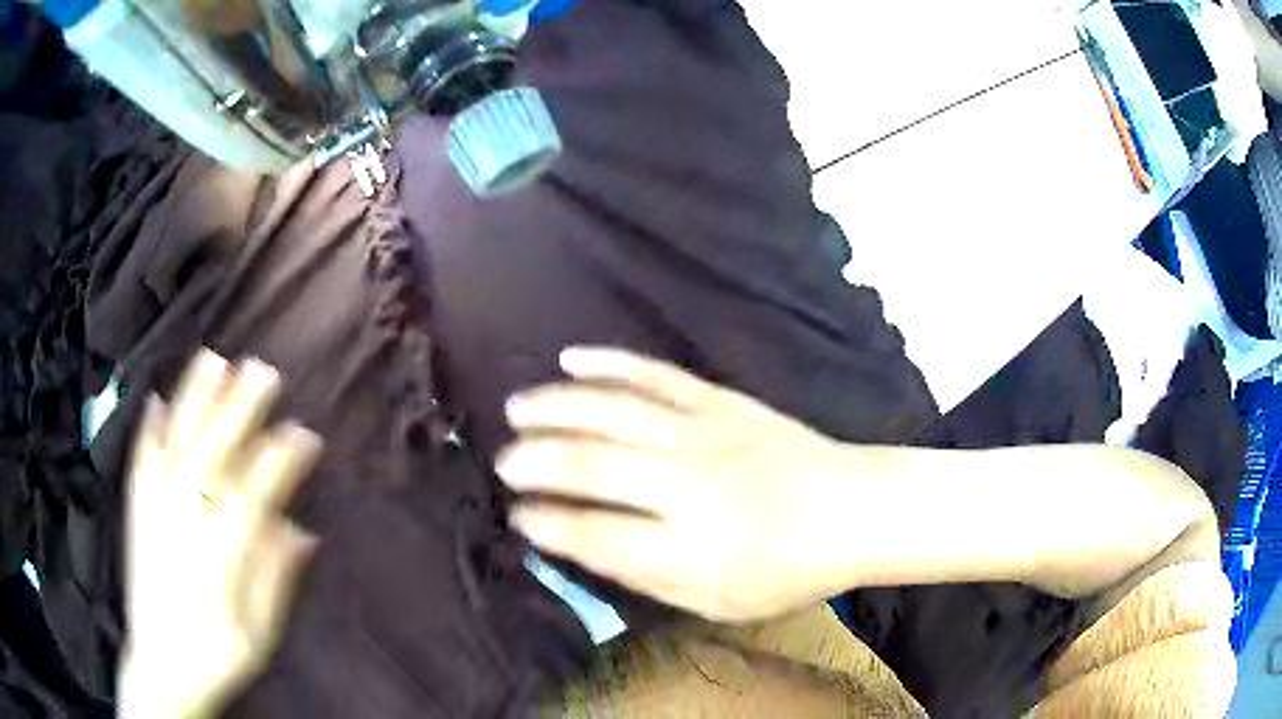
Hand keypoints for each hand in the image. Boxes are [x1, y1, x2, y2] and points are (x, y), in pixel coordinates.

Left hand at [122, 350, 321, 717]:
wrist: (161, 668)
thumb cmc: (217, 657)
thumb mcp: (258, 634)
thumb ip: (275, 578)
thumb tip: (302, 531)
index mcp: (221, 551)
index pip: (256, 492)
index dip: (283, 460)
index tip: (306, 433)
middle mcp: (185, 517)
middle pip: (215, 452)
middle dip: (241, 408)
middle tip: (264, 369)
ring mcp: (155, 507)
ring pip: (176, 441)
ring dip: (195, 398)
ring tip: (213, 359)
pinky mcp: (136, 509)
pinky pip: (141, 459)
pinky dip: (148, 427)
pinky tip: (157, 398)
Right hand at [498, 347, 854, 623]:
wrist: (853, 508)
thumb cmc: (786, 570)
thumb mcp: (715, 601)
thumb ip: (644, 576)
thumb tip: (578, 545)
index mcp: (690, 548)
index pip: (596, 533)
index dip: (546, 523)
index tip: (515, 516)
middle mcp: (690, 485)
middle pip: (594, 464)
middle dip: (536, 460)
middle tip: (502, 461)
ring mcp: (706, 433)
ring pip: (614, 410)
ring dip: (557, 406)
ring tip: (516, 408)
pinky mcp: (721, 400)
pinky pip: (655, 375)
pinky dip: (610, 364)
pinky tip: (572, 359)